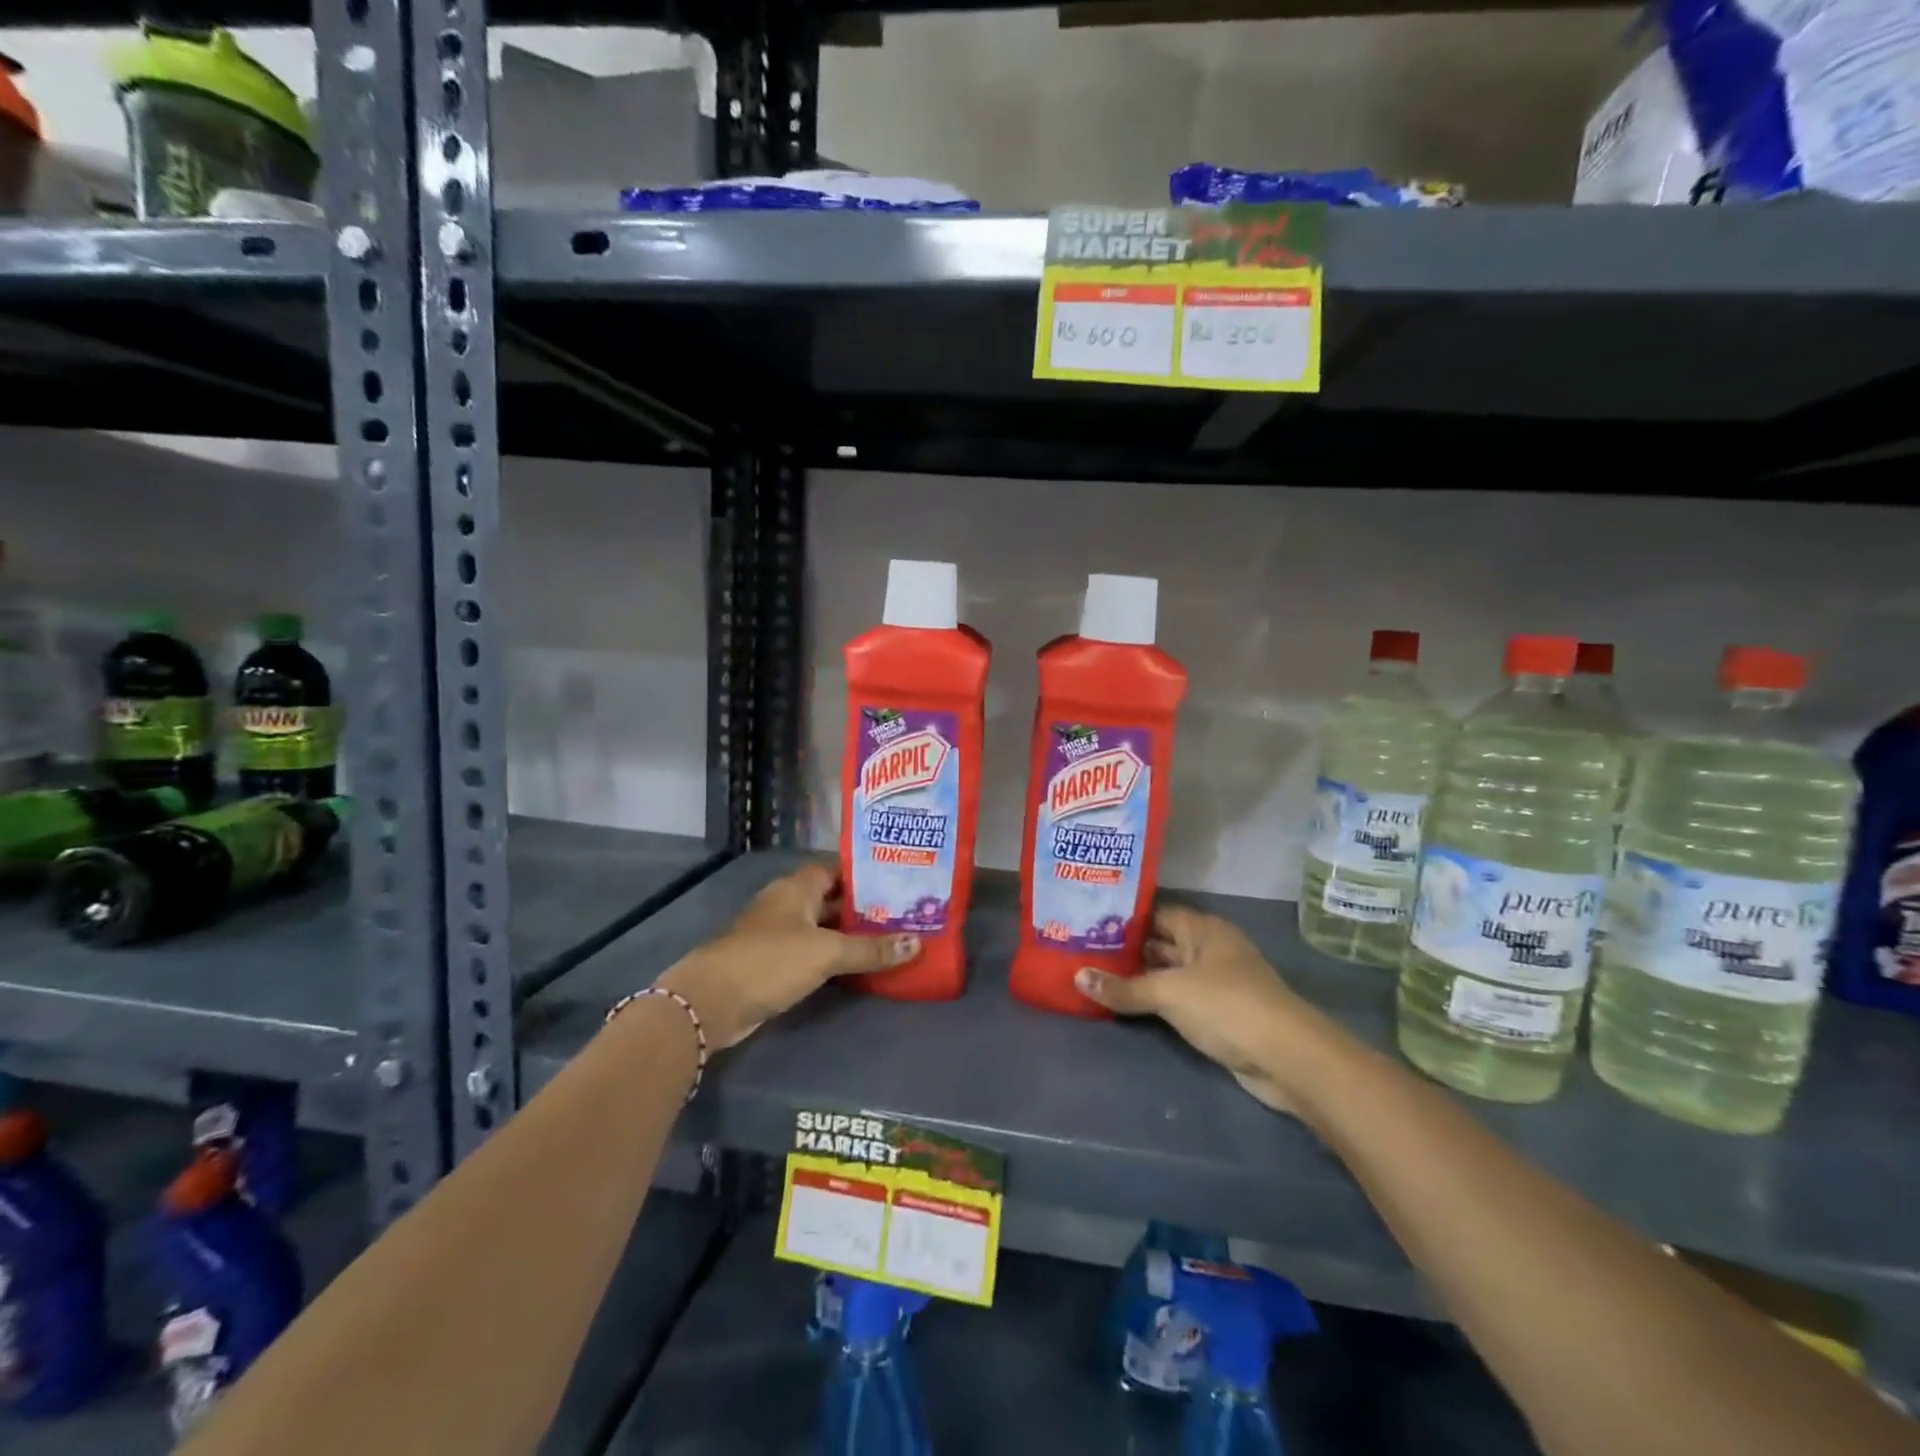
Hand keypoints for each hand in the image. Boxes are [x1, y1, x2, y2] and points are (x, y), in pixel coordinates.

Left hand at [656, 862, 918, 1049]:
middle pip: (833, 899)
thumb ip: (871, 949)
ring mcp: (779, 934)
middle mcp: (788, 904)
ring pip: (824, 927)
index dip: (867, 873)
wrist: (711, 1003)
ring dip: (852, 934)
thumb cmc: (770, 961)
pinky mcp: (775, 963)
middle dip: (866, 907)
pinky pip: (814, 952)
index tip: (900, 880)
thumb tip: (918, 943)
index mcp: (797, 887)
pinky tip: (862, 965)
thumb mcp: (826, 953)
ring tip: (894, 937)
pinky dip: (836, 956)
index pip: (838, 869)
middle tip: (906, 912)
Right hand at [1074, 905, 1321, 1115]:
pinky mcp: (1219, 1014)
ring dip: (1138, 978)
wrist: (1287, 1058)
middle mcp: (1209, 949)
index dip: (1123, 917)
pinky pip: (1178, 1000)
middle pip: (1160, 942)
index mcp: (1202, 929)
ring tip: (1093, 975)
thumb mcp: (1169, 993)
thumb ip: (1124, 987)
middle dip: (1126, 948)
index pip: (1155, 913)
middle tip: (1081, 950)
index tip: (1086, 920)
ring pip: (1168, 973)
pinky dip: (1154, 1001)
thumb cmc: (1226, 1007)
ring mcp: (1216, 982)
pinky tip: (1124, 1004)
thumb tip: (1078, 976)